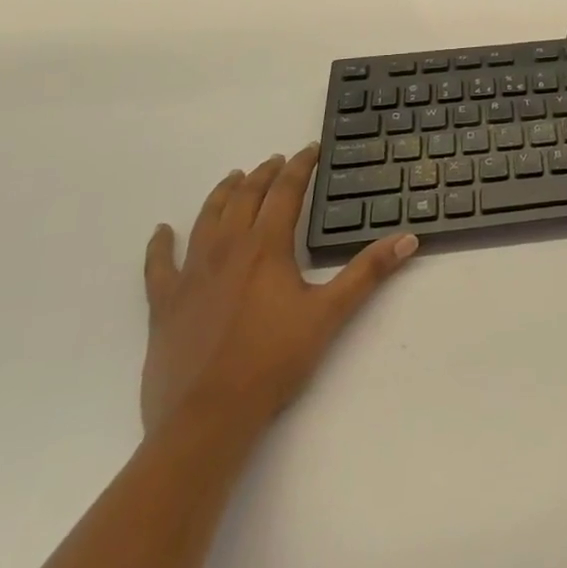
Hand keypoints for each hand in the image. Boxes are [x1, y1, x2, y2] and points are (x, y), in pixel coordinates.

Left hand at [140, 148, 415, 439]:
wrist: (207, 417)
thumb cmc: (274, 361)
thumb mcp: (330, 313)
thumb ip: (368, 272)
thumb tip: (408, 238)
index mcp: (266, 248)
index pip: (286, 192)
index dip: (300, 167)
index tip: (310, 150)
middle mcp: (227, 249)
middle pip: (245, 198)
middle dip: (263, 174)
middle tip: (276, 160)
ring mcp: (191, 274)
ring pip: (206, 219)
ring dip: (223, 194)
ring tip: (234, 177)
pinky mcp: (164, 303)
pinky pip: (158, 265)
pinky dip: (159, 244)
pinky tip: (162, 231)